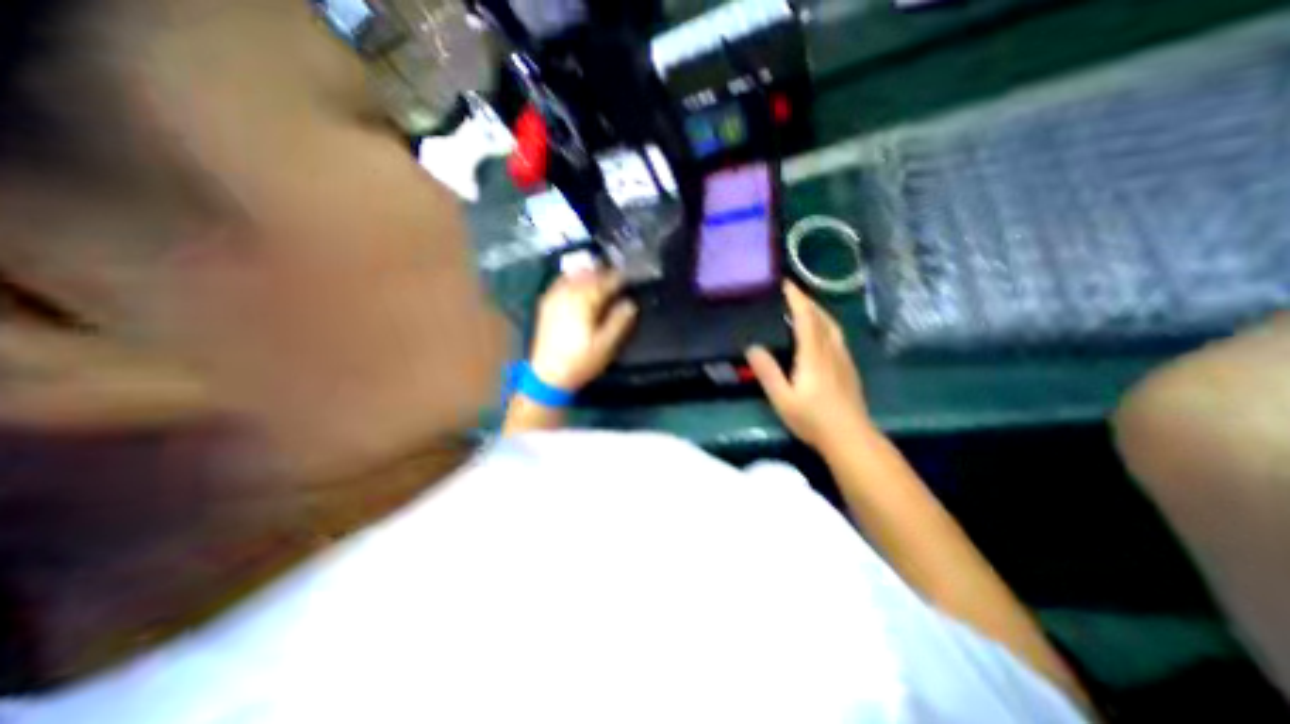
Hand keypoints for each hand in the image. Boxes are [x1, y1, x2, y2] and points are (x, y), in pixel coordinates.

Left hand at [528, 269, 638, 390]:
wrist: (548, 375)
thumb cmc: (580, 361)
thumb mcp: (606, 345)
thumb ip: (620, 321)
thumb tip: (630, 304)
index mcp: (584, 302)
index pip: (605, 282)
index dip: (619, 278)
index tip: (629, 278)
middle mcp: (568, 295)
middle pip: (588, 275)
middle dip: (604, 272)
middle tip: (617, 276)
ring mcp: (554, 298)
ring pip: (574, 276)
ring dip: (588, 273)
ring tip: (600, 276)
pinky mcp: (546, 305)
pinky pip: (560, 282)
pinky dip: (572, 279)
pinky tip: (577, 283)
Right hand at [747, 283, 877, 450]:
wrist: (851, 437)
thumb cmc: (813, 419)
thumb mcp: (782, 398)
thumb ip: (768, 372)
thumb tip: (752, 347)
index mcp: (814, 354)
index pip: (806, 318)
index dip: (796, 299)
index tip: (786, 284)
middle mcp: (831, 350)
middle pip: (822, 317)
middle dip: (807, 301)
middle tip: (791, 294)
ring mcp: (843, 359)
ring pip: (833, 326)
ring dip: (818, 312)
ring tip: (804, 309)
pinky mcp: (849, 368)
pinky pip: (837, 337)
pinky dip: (826, 326)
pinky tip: (820, 335)